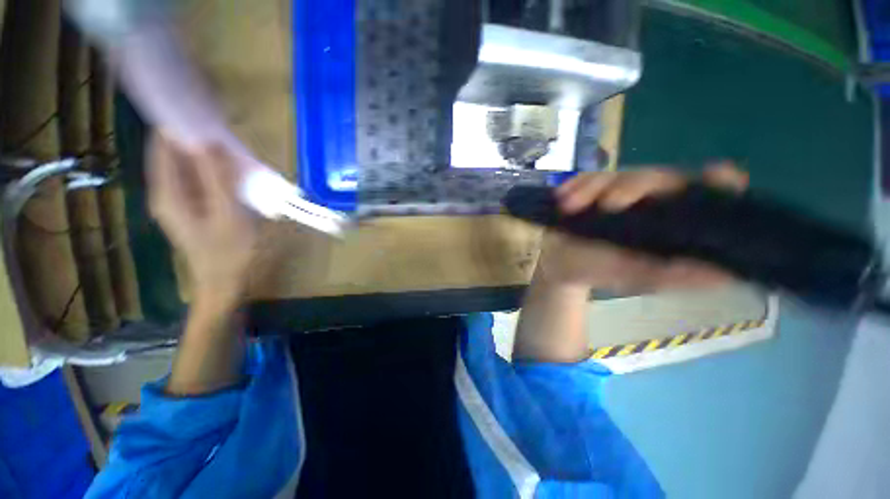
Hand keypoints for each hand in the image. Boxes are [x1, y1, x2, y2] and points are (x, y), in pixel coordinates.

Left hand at [148, 133, 257, 309]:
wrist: (226, 284)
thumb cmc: (230, 252)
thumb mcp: (229, 213)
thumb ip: (218, 177)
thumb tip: (210, 140)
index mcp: (168, 191)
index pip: (165, 143)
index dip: (184, 126)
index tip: (213, 119)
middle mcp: (167, 190)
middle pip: (177, 152)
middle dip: (202, 142)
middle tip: (235, 141)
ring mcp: (180, 199)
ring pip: (191, 165)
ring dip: (213, 157)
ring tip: (241, 157)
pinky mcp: (194, 206)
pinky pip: (201, 179)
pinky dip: (217, 172)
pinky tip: (238, 176)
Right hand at [536, 163, 748, 293]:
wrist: (560, 264)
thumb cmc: (600, 271)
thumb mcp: (637, 278)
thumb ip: (674, 277)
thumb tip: (725, 274)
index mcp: (671, 221)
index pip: (703, 195)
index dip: (716, 182)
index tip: (714, 174)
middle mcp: (651, 201)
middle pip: (656, 177)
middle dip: (631, 187)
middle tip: (607, 204)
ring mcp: (619, 192)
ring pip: (618, 175)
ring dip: (593, 188)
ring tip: (569, 206)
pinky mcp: (591, 189)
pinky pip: (586, 178)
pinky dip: (575, 185)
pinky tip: (562, 197)